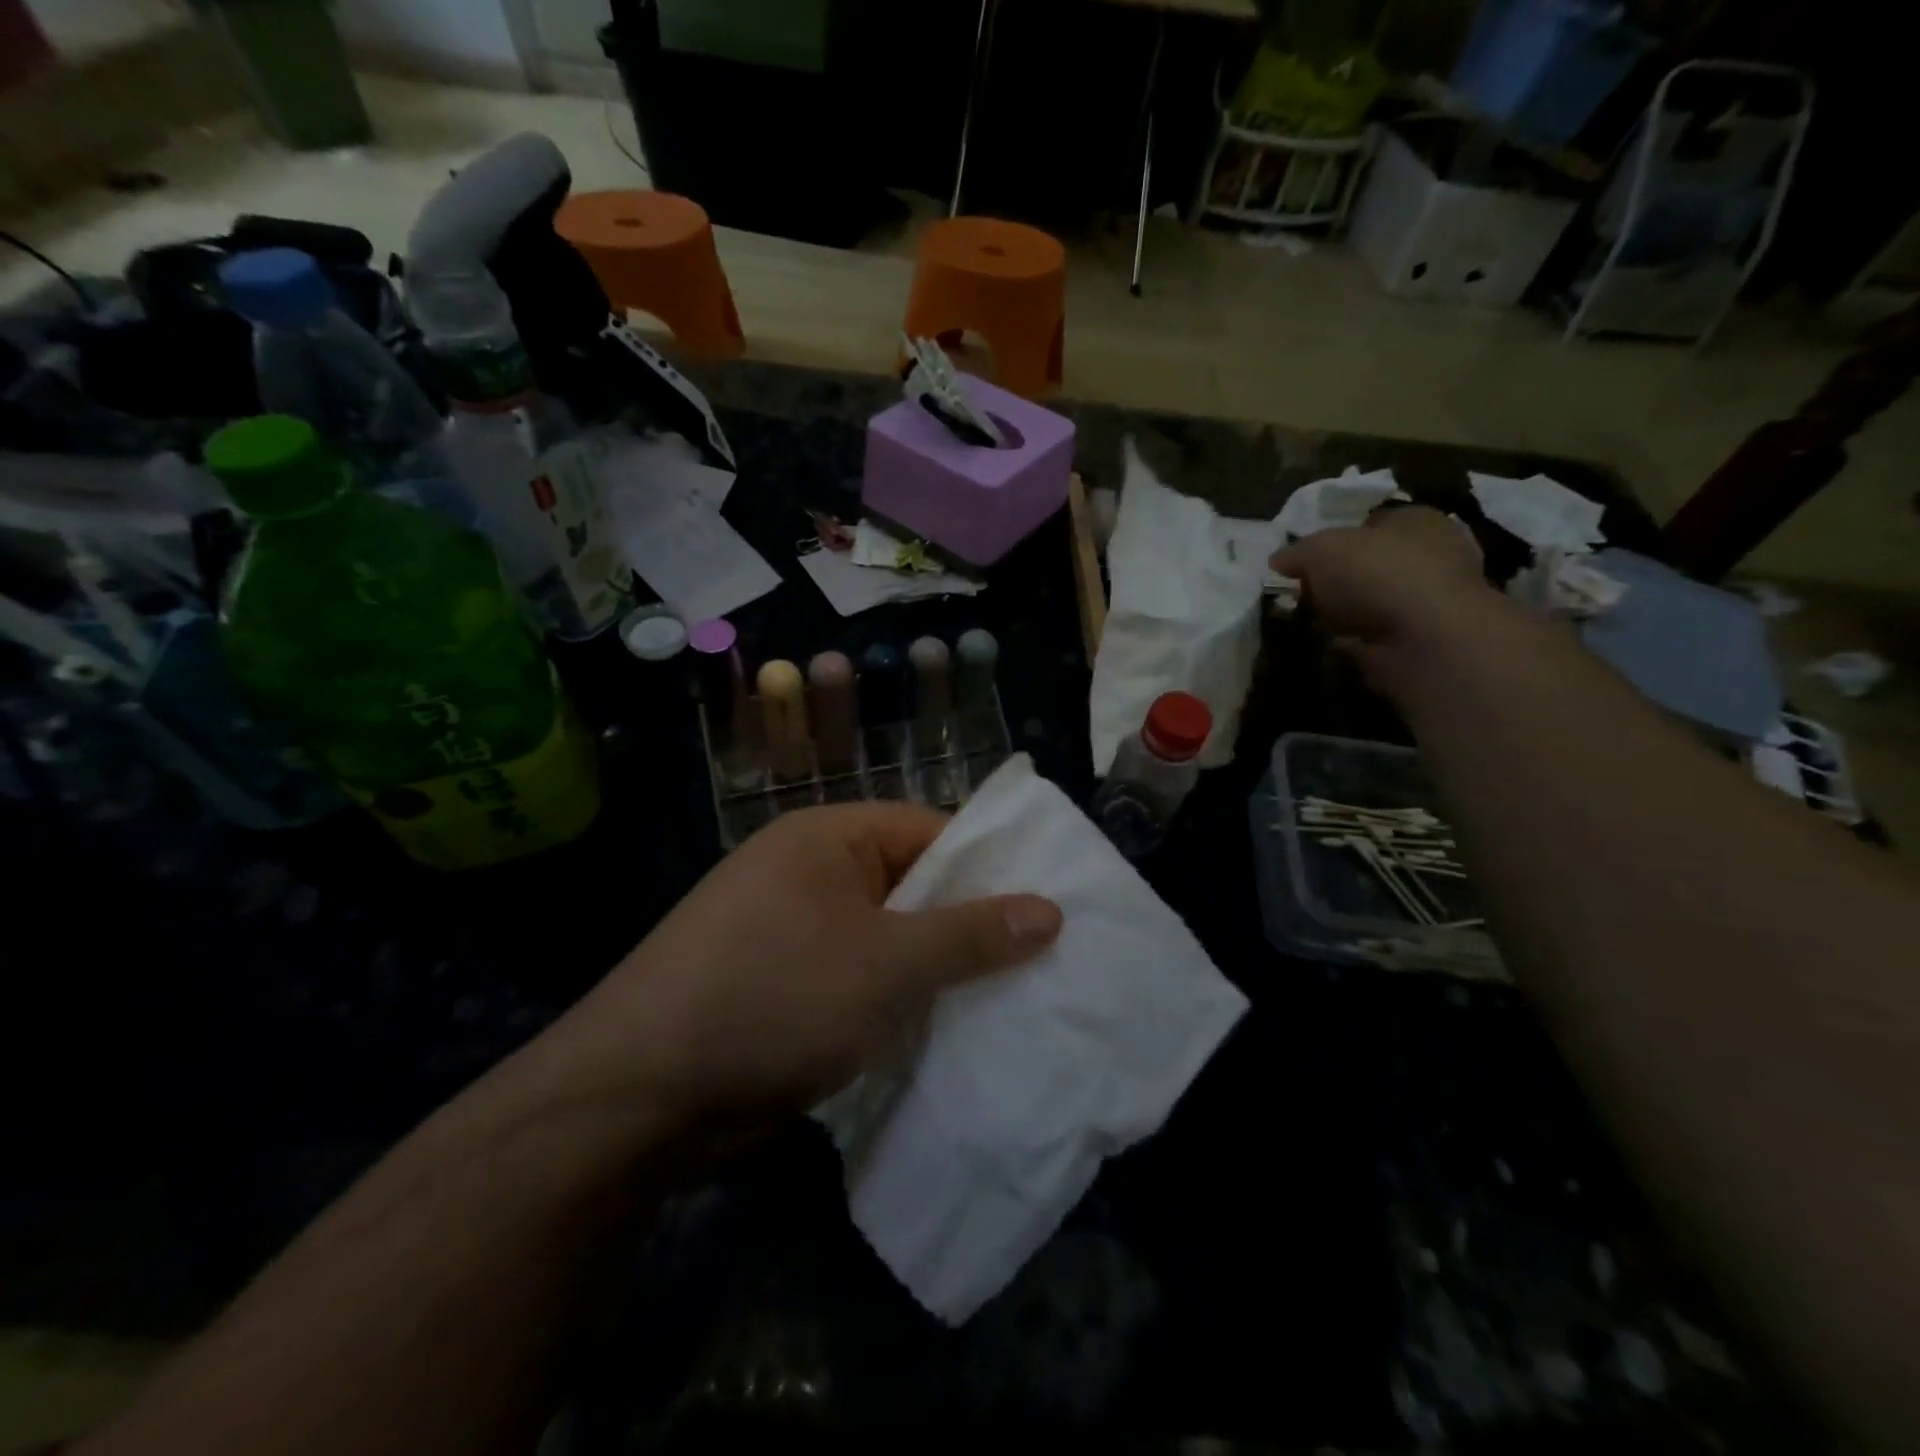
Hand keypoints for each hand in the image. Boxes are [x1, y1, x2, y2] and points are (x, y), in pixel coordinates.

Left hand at [528, 803, 1062, 1148]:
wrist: (635, 1096)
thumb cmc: (772, 999)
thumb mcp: (886, 964)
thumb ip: (969, 935)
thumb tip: (1049, 909)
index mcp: (828, 839)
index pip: (929, 831)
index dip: (988, 866)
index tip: (1046, 908)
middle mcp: (809, 872)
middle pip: (911, 885)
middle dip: (967, 925)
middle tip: (1040, 962)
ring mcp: (792, 929)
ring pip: (888, 937)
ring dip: (935, 969)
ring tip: (1006, 1002)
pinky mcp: (783, 983)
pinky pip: (859, 976)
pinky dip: (897, 999)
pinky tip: (943, 1031)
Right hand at [1272, 506, 1502, 689]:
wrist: (1424, 638)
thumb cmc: (1377, 573)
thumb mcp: (1322, 549)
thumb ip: (1297, 552)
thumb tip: (1277, 560)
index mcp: (1415, 520)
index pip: (1368, 524)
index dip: (1332, 541)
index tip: (1302, 564)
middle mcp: (1429, 555)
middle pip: (1366, 565)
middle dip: (1333, 581)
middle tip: (1302, 595)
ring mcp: (1426, 601)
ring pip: (1368, 602)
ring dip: (1340, 614)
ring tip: (1310, 622)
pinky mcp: (1419, 639)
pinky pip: (1373, 635)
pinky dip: (1351, 640)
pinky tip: (1330, 643)